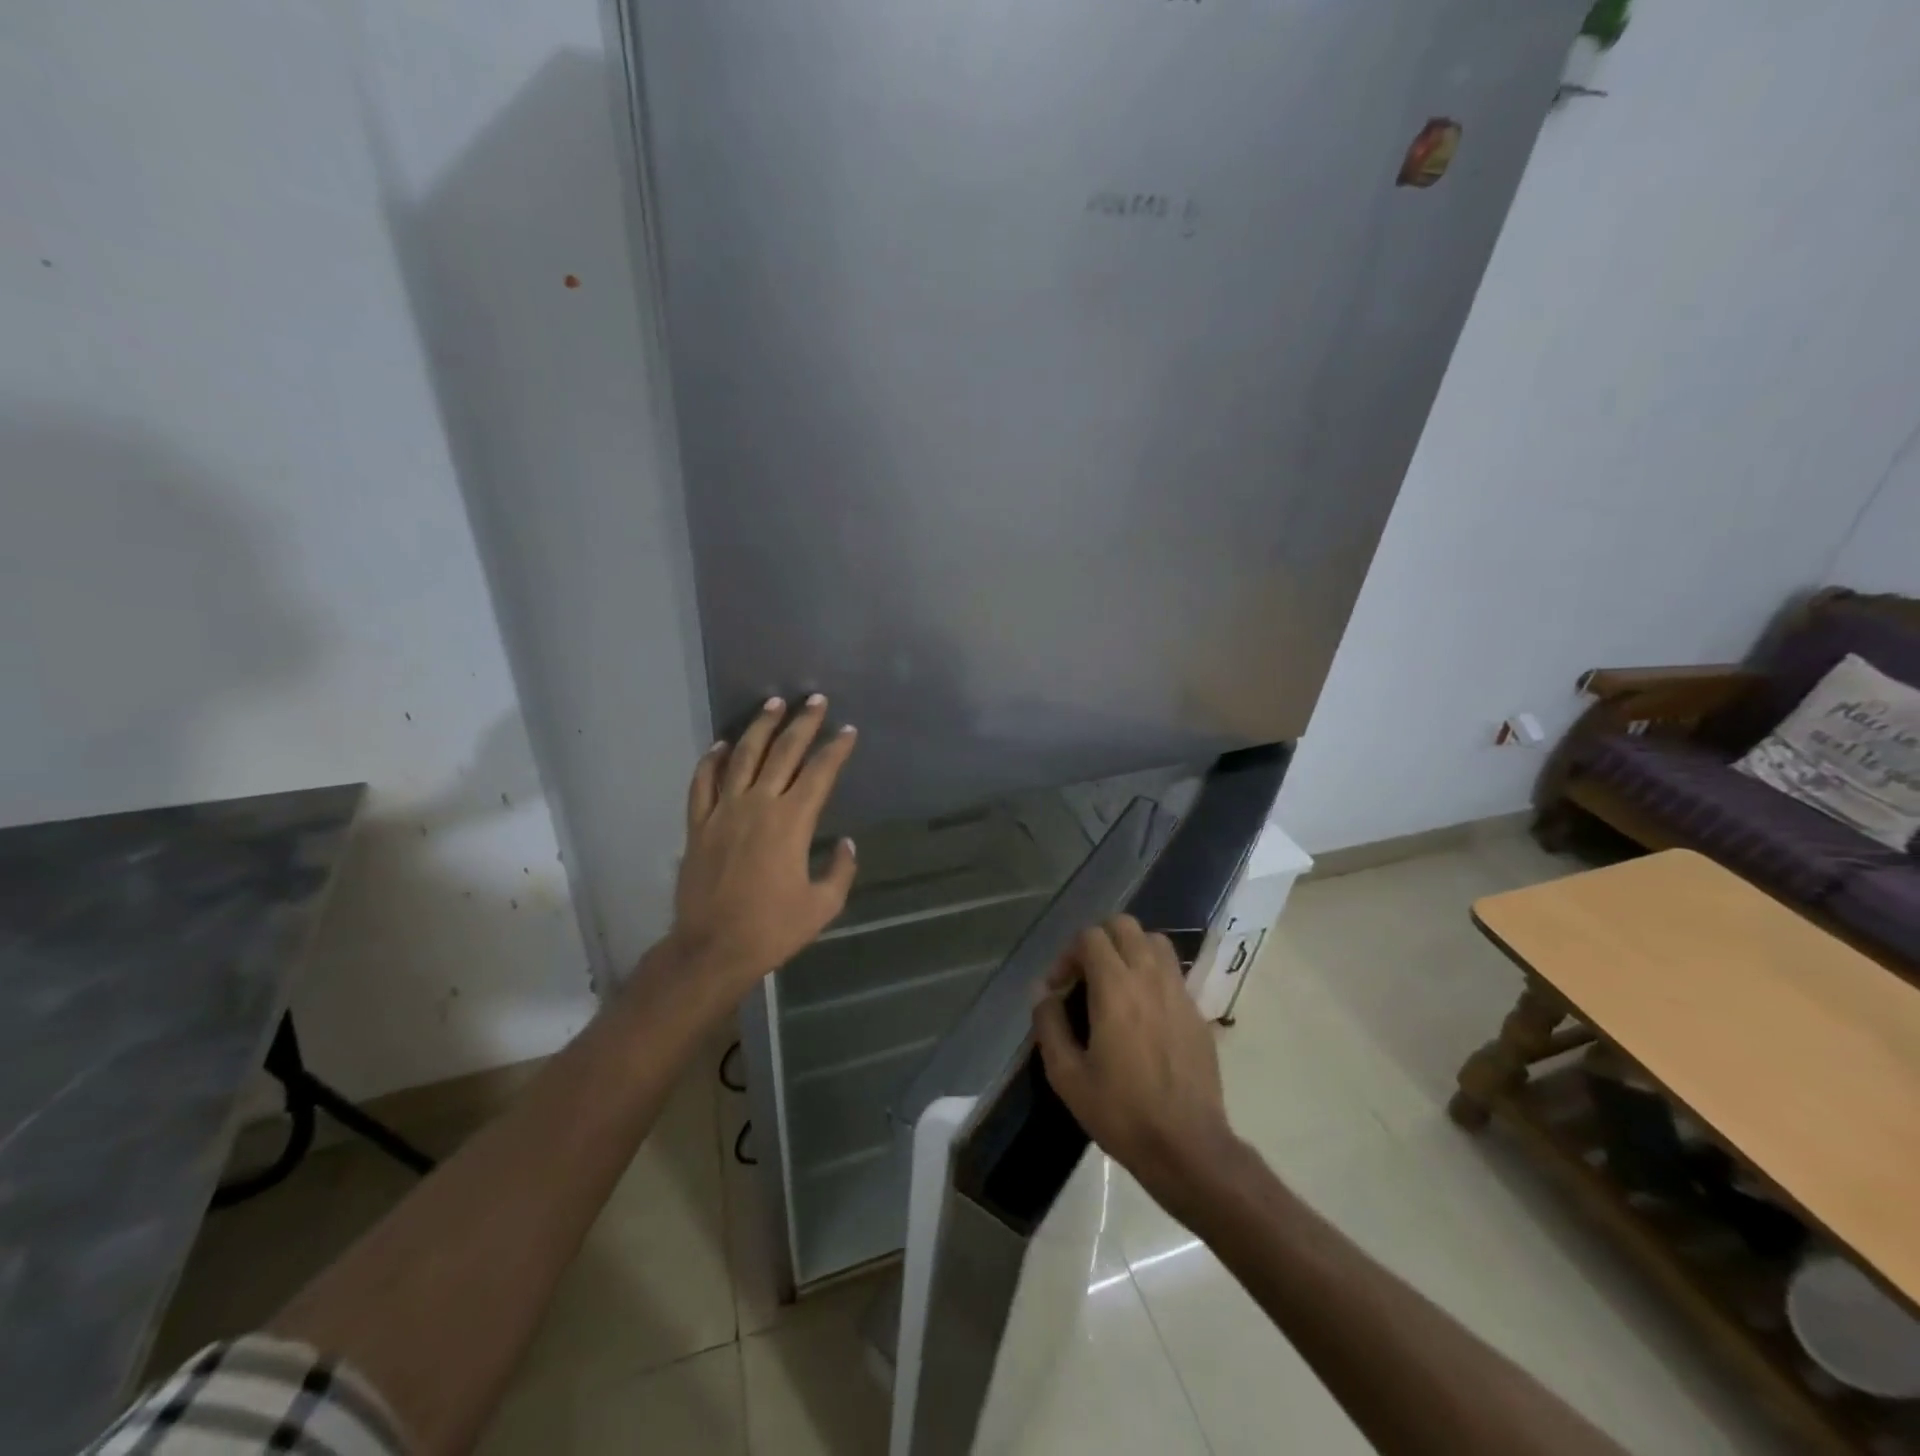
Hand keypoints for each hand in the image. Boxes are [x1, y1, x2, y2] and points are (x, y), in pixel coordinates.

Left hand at [669, 694, 857, 989]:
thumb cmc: (772, 929)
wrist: (712, 948)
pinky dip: (711, 761)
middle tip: (815, 700)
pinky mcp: (699, 825)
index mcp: (792, 822)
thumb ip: (840, 871)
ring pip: (742, 757)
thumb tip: (847, 844)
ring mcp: (723, 811)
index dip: (836, 749)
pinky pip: (702, 783)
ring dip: (759, 727)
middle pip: (783, 752)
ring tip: (772, 704)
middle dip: (802, 723)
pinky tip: (720, 745)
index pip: (819, 773)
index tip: (847, 730)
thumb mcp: (822, 906)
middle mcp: (758, 805)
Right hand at [1032, 915, 1237, 1198]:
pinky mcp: (1197, 1011)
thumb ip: (1049, 1024)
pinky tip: (1142, 1011)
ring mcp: (1178, 991)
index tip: (1059, 987)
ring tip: (1115, 984)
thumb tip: (1043, 992)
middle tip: (1085, 976)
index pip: (1091, 936)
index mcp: (1116, 988)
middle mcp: (1149, 977)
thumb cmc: (1121, 1112)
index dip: (1068, 954)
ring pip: (1154, 941)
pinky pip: (1172, 971)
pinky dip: (1152, 973)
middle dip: (1099, 940)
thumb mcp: (1067, 1076)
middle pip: (1124, 926)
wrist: (1188, 1146)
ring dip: (1129, 950)